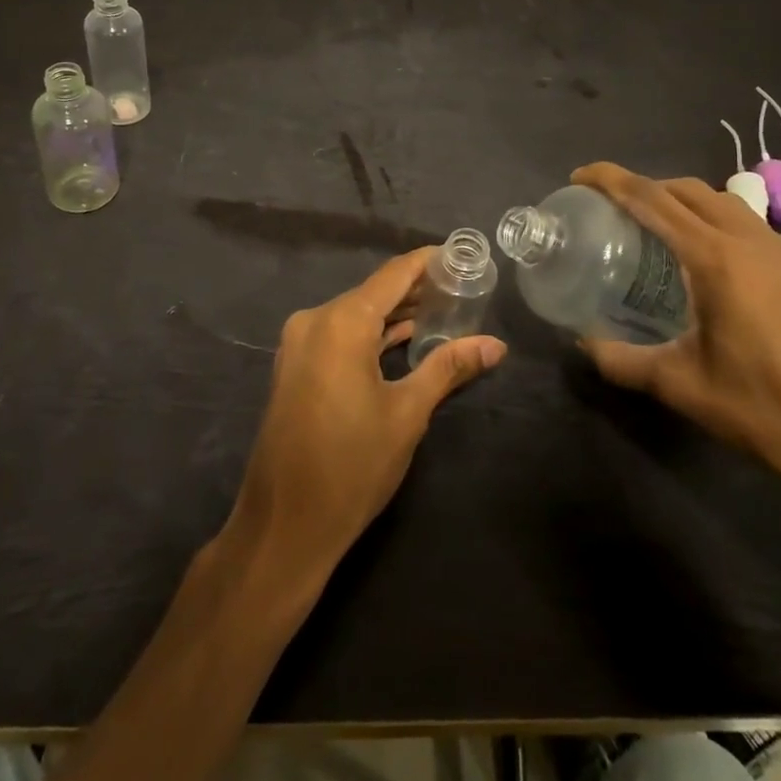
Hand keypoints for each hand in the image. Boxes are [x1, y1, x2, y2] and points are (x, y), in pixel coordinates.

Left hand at [224, 248, 506, 575]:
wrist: (284, 524)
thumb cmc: (352, 465)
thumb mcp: (407, 414)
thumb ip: (448, 368)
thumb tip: (495, 345)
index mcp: (341, 321)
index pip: (393, 275)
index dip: (427, 262)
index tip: (460, 256)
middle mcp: (315, 320)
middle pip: (373, 292)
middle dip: (416, 290)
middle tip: (461, 289)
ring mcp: (299, 344)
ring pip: (355, 315)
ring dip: (394, 314)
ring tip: (442, 311)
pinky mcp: (295, 367)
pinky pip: (339, 335)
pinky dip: (370, 335)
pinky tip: (403, 340)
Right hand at [572, 163, 780, 512]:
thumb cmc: (770, 412)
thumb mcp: (683, 388)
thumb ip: (623, 361)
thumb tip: (584, 343)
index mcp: (717, 259)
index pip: (653, 199)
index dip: (611, 179)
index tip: (580, 177)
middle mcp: (751, 242)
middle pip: (688, 189)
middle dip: (645, 186)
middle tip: (611, 208)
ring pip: (722, 202)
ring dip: (682, 201)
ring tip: (653, 229)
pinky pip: (747, 225)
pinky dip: (712, 222)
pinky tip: (703, 264)